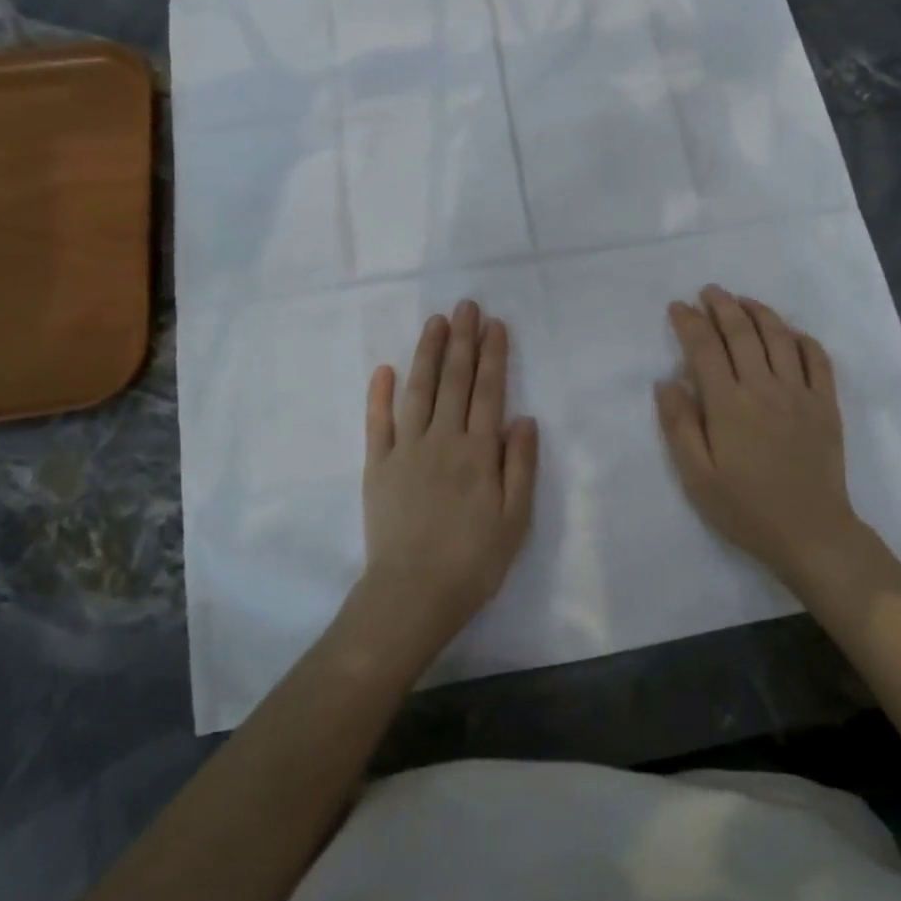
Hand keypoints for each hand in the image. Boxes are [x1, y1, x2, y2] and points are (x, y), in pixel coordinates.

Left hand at [358, 300, 538, 655]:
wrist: (412, 595)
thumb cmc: (473, 561)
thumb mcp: (515, 520)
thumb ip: (520, 465)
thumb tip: (524, 417)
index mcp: (478, 452)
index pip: (489, 391)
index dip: (493, 355)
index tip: (495, 324)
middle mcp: (442, 440)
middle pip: (454, 381)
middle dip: (462, 340)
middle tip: (466, 305)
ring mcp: (406, 450)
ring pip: (418, 390)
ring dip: (427, 354)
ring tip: (435, 322)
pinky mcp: (377, 466)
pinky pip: (377, 423)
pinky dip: (379, 394)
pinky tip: (384, 369)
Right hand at [655, 285, 864, 589]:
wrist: (811, 534)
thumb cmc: (746, 508)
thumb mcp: (697, 477)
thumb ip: (679, 426)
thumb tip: (665, 381)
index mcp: (728, 405)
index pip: (704, 348)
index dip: (689, 322)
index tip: (678, 307)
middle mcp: (764, 388)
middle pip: (741, 332)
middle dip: (721, 305)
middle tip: (708, 291)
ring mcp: (800, 393)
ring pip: (779, 336)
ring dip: (758, 312)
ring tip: (742, 300)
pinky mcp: (826, 404)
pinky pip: (817, 358)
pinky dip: (802, 338)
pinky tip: (789, 332)